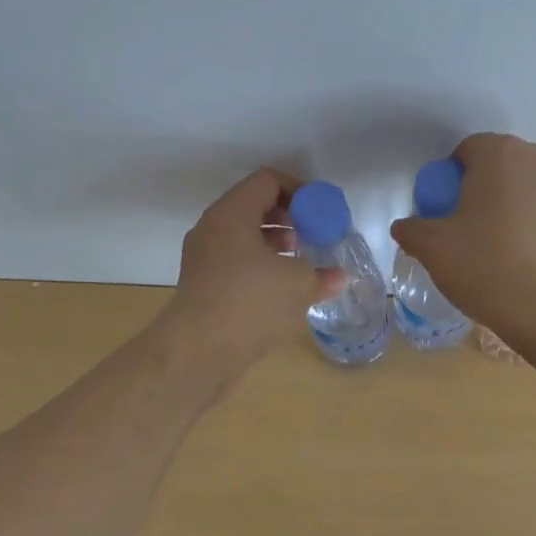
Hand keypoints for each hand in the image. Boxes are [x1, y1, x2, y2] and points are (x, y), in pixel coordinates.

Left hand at [159, 168, 344, 373]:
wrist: (197, 354)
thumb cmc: (250, 304)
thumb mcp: (298, 284)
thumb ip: (322, 275)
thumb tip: (339, 276)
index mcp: (231, 214)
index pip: (267, 181)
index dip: (299, 191)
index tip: (321, 214)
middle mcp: (212, 229)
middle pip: (254, 207)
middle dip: (288, 219)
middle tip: (314, 237)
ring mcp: (203, 259)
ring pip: (244, 238)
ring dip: (275, 246)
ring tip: (301, 265)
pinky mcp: (203, 287)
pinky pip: (236, 264)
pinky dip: (260, 268)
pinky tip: (282, 291)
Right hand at [389, 133, 535, 338]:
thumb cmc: (490, 268)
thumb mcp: (434, 249)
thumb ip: (413, 230)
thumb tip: (407, 227)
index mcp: (500, 153)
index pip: (466, 151)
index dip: (451, 179)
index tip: (446, 213)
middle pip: (502, 164)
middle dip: (484, 188)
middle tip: (471, 229)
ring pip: (532, 184)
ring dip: (516, 203)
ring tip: (505, 244)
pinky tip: (532, 256)